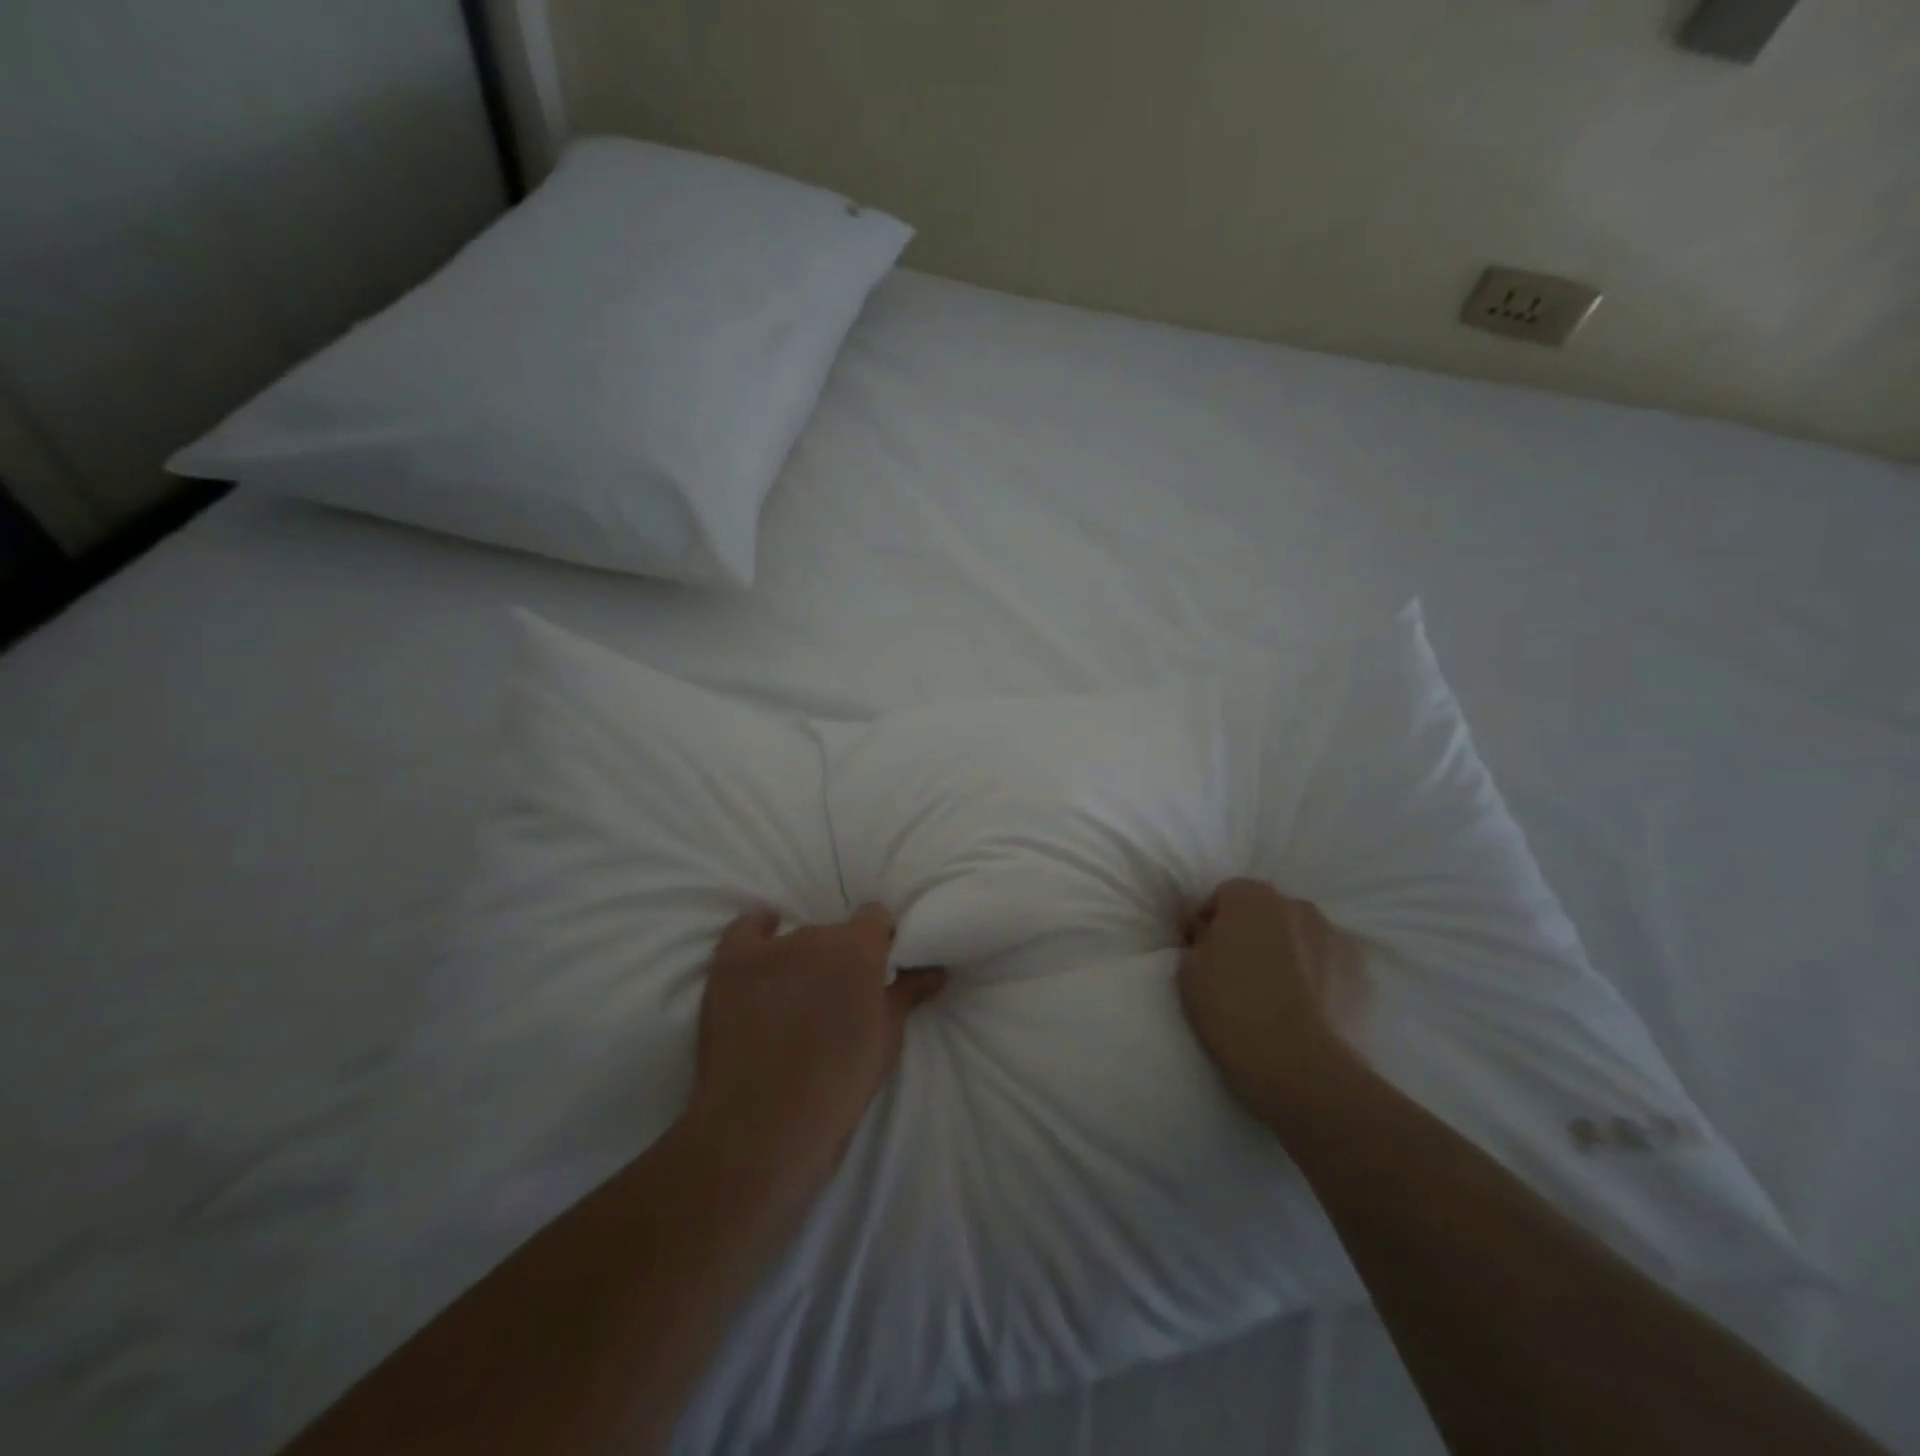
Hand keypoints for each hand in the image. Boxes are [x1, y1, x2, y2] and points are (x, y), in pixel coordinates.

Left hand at [684, 905, 946, 1223]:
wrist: (763, 1129)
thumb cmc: (837, 1086)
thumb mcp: (885, 1042)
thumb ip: (908, 995)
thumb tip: (935, 971)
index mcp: (858, 949)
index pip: (875, 917)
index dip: (879, 940)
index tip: (879, 968)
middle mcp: (815, 936)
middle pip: (833, 933)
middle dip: (839, 957)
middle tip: (837, 995)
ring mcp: (769, 949)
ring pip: (795, 938)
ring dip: (802, 958)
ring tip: (797, 995)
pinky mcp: (730, 965)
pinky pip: (746, 929)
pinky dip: (758, 931)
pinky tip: (764, 940)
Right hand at [1177, 878, 1367, 1126]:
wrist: (1299, 1066)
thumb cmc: (1231, 1008)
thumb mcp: (1189, 969)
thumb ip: (1196, 936)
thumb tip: (1202, 924)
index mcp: (1252, 897)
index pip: (1225, 894)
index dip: (1211, 921)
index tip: (1204, 952)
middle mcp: (1297, 906)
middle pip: (1267, 911)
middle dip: (1253, 932)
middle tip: (1238, 972)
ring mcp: (1336, 937)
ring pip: (1301, 936)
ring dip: (1287, 952)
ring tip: (1276, 994)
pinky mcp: (1361, 973)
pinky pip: (1329, 965)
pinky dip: (1317, 977)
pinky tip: (1305, 1009)